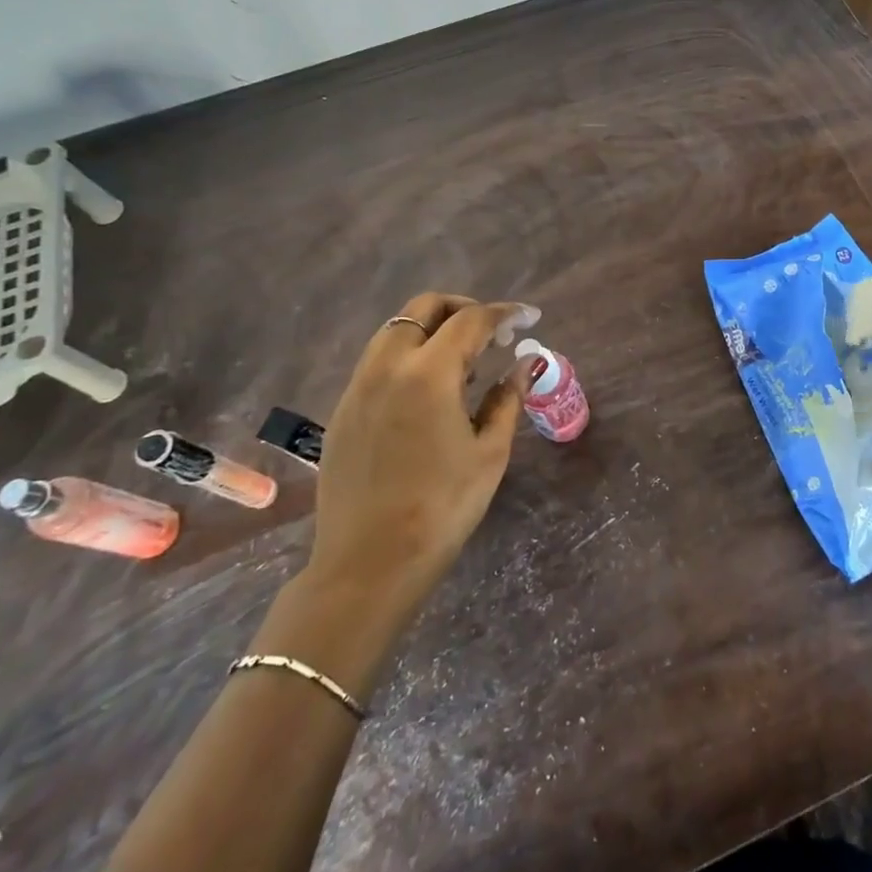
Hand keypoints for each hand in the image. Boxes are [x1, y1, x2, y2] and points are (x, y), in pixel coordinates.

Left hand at [307, 293, 541, 609]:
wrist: (368, 564)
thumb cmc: (442, 508)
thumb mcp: (489, 452)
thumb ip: (508, 398)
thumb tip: (526, 363)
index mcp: (428, 374)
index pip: (471, 321)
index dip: (504, 314)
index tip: (528, 318)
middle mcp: (387, 367)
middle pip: (424, 307)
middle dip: (462, 308)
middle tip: (492, 331)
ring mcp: (358, 387)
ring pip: (395, 331)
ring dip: (432, 330)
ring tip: (464, 363)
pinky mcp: (343, 410)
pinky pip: (378, 361)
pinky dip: (409, 356)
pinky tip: (429, 392)